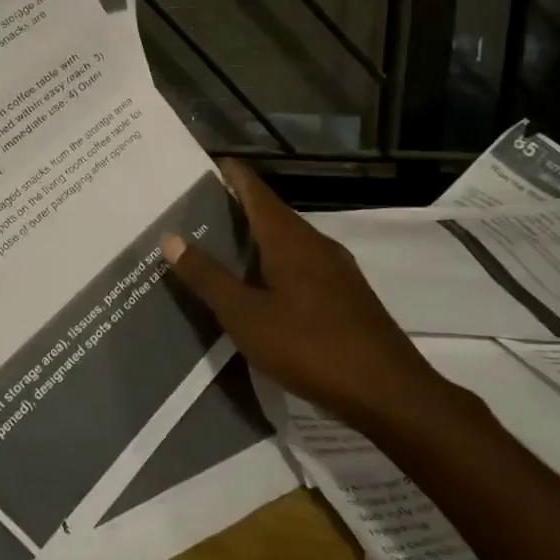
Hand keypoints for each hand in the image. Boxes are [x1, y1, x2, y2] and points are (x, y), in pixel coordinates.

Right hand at [163, 161, 447, 428]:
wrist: (388, 391)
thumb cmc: (309, 346)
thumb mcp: (245, 316)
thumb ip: (208, 277)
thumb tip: (170, 237)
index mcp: (289, 238)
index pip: (254, 189)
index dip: (229, 173)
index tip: (200, 167)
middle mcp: (315, 242)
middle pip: (270, 213)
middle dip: (235, 208)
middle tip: (195, 214)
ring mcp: (336, 269)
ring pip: (287, 241)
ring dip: (255, 239)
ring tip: (220, 249)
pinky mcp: (347, 295)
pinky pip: (302, 265)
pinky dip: (275, 265)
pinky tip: (260, 289)